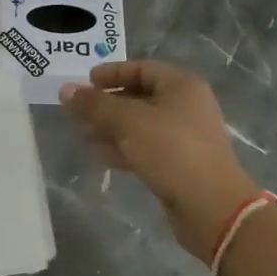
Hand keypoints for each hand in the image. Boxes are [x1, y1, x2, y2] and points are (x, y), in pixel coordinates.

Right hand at [60, 61, 258, 262]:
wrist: (211, 207)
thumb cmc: (172, 151)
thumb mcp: (128, 122)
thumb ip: (95, 105)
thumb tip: (65, 90)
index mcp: (181, 86)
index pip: (141, 68)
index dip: (112, 73)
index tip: (85, 82)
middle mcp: (186, 106)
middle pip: (139, 97)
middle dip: (107, 104)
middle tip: (77, 111)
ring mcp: (184, 137)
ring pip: (140, 125)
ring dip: (111, 128)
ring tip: (82, 135)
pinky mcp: (179, 164)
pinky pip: (145, 148)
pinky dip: (122, 148)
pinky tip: (99, 156)